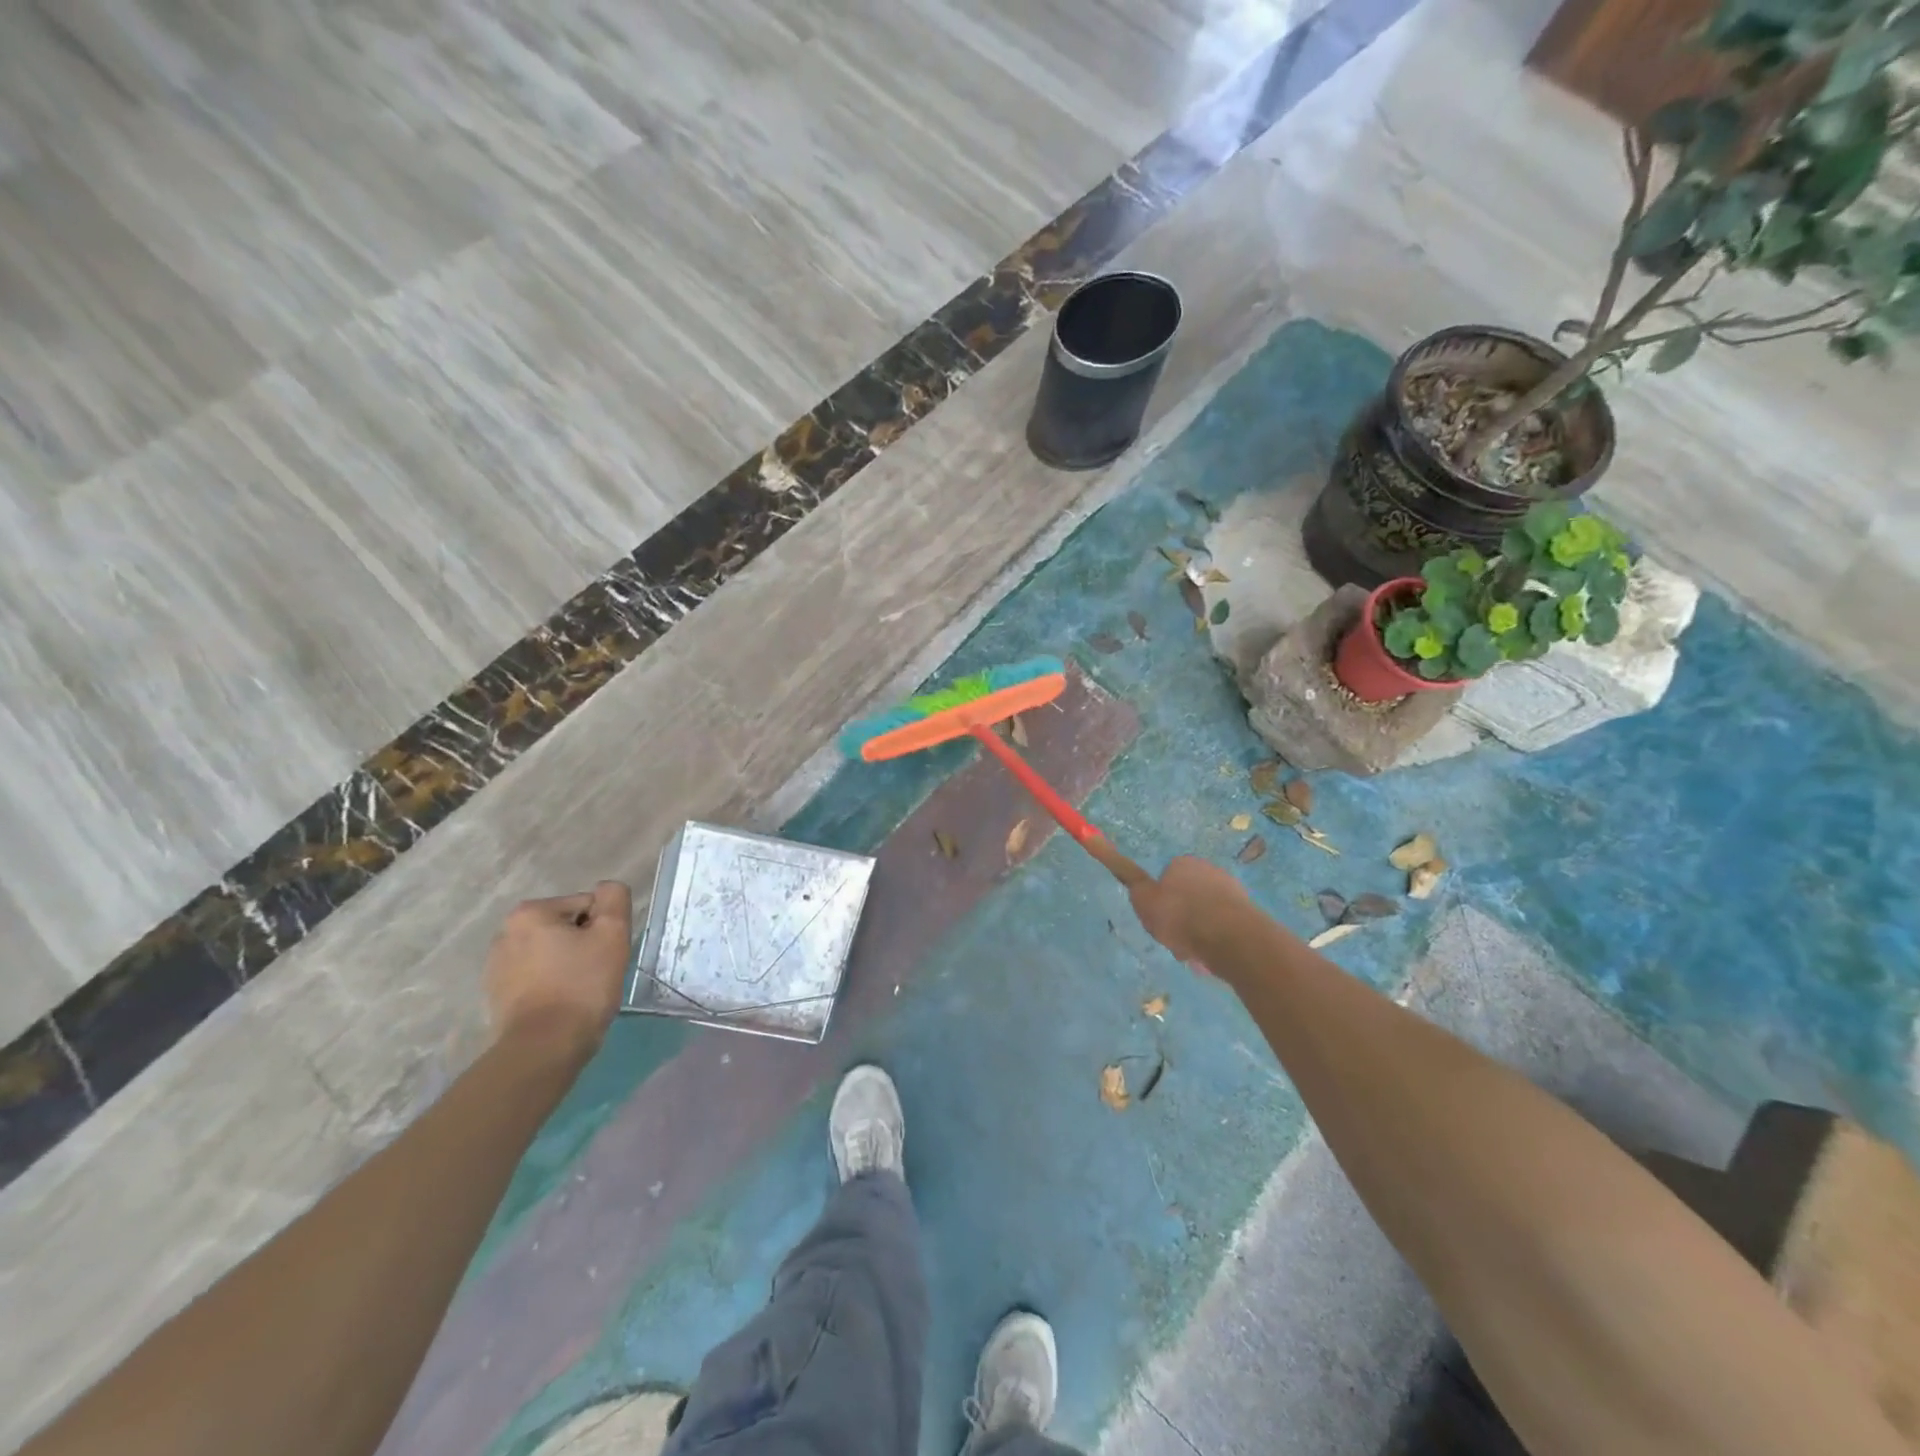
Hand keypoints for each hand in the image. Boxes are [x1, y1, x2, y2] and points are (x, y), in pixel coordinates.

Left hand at [484, 881, 633, 1053]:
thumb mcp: (612, 933)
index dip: (604, 928)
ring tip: (580, 990)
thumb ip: (614, 899)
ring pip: (551, 953)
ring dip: (569, 964)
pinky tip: (562, 1004)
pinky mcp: (496, 995)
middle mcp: (505, 933)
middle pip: (566, 927)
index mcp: (530, 913)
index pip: (586, 905)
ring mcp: (496, 966)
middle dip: (584, 944)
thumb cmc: (582, 985)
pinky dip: (552, 984)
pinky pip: (536, 977)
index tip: (606, 954)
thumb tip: (606, 890)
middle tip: (597, 971)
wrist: (544, 1047)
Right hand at [1128, 855, 1248, 967]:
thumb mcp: (1144, 901)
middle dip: (1182, 916)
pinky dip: (1216, 940)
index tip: (1158, 919)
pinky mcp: (1248, 913)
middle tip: (1173, 938)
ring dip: (1199, 931)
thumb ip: (1136, 887)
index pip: (1166, 877)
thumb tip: (1133, 875)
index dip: (1160, 899)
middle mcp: (1208, 870)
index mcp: (1182, 864)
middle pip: (1188, 896)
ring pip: (1206, 913)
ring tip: (1192, 953)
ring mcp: (1231, 890)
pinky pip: (1224, 927)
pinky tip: (1210, 957)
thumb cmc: (1181, 917)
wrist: (1229, 937)